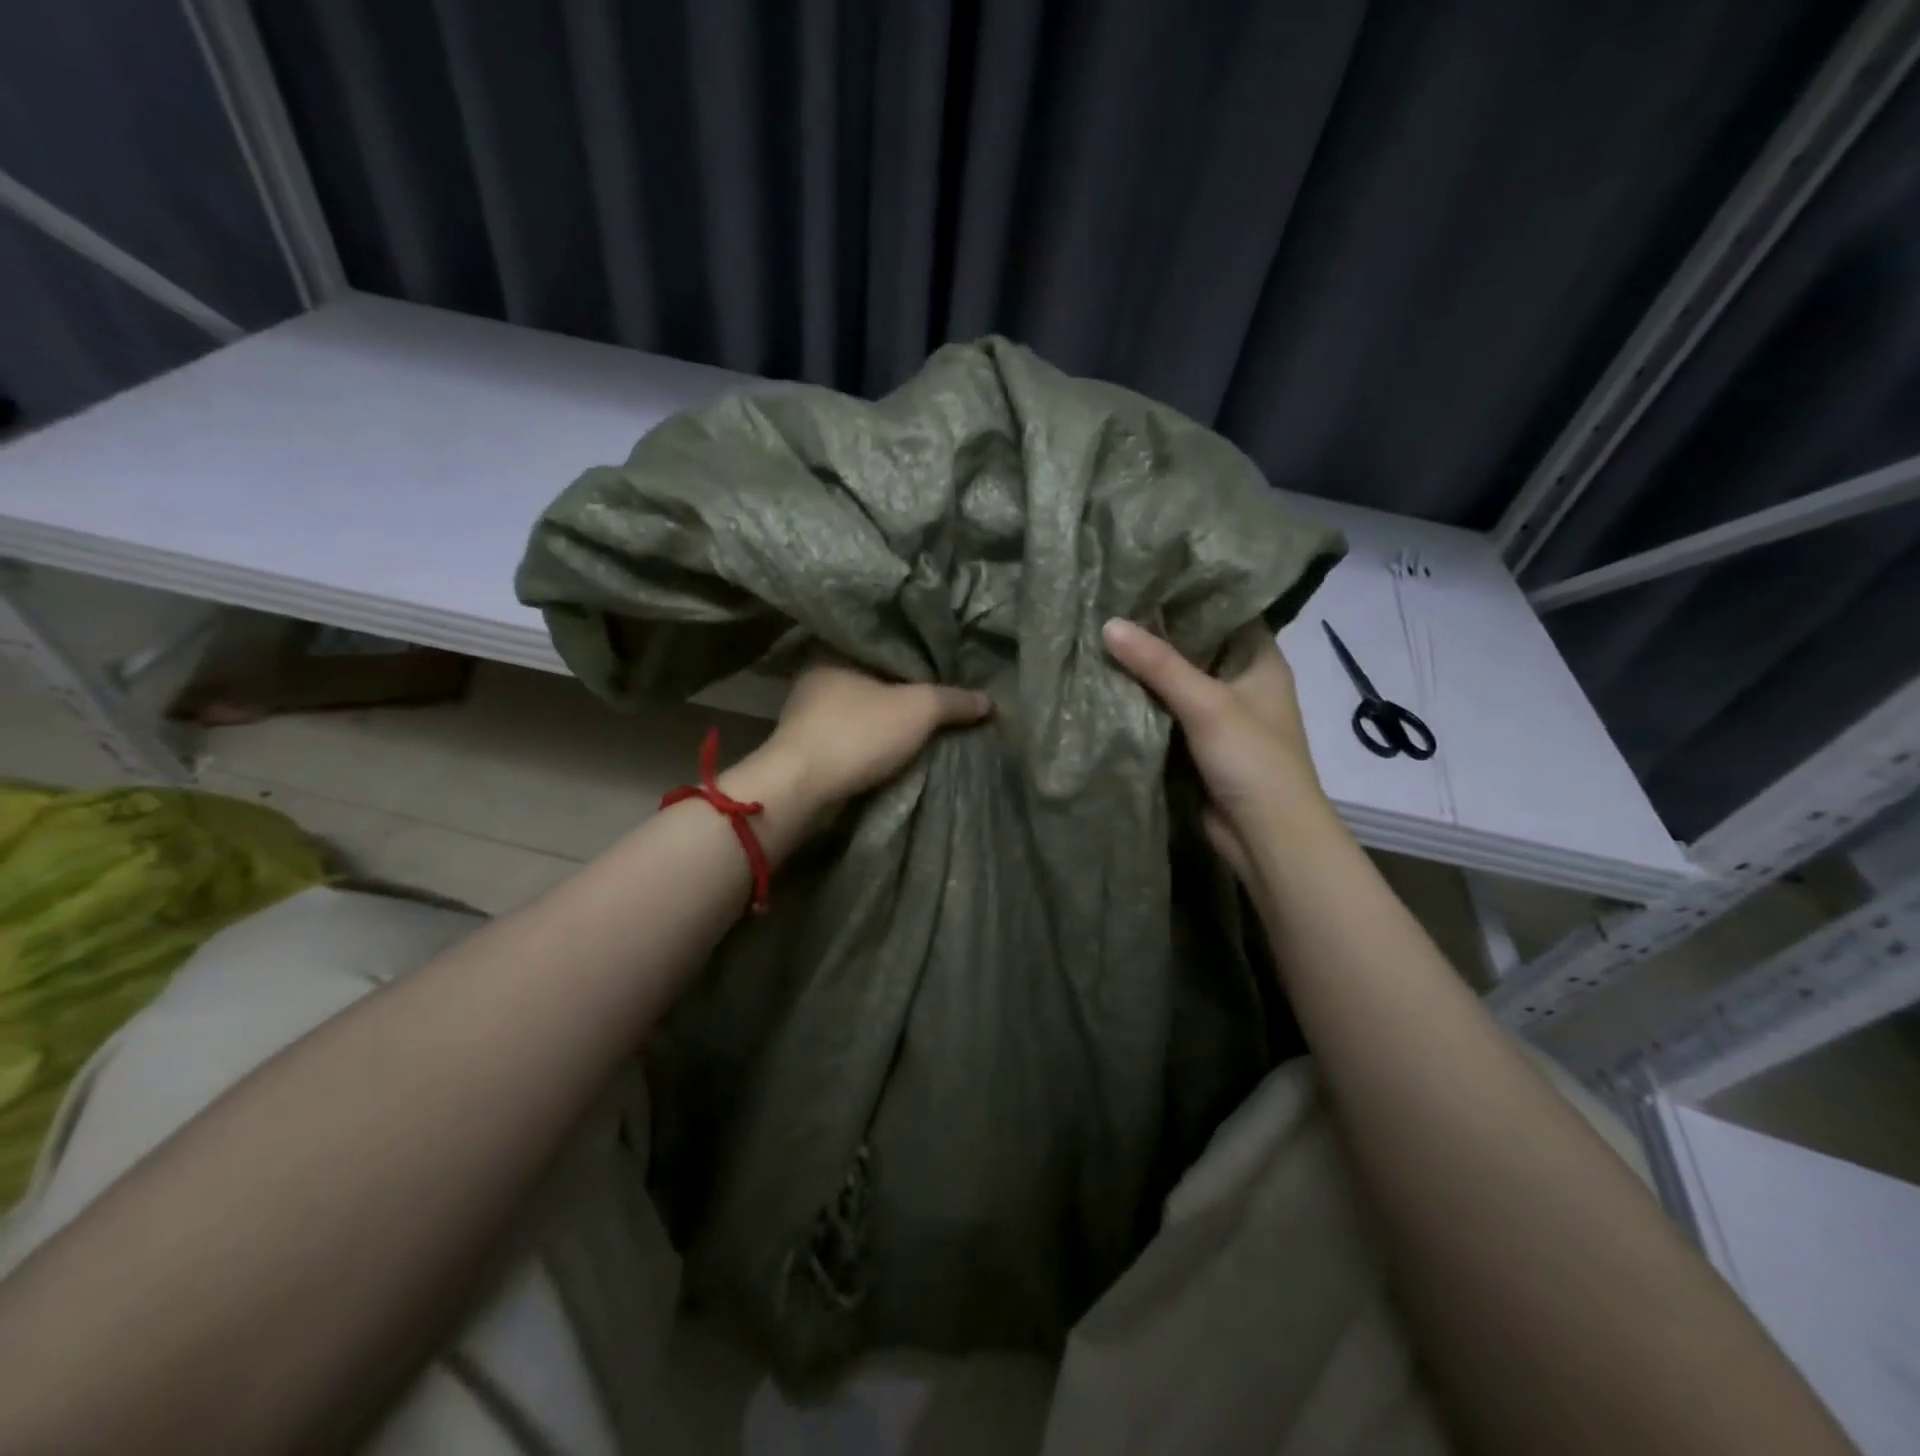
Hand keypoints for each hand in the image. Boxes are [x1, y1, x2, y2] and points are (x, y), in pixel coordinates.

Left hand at [719, 660, 991, 855]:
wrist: (803, 789)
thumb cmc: (857, 733)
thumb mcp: (918, 710)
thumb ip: (954, 700)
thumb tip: (988, 700)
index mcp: (835, 650)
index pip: (881, 637)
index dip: (914, 645)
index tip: (941, 654)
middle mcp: (817, 674)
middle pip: (873, 672)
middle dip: (903, 682)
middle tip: (941, 685)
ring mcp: (810, 711)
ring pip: (862, 703)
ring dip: (888, 712)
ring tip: (927, 714)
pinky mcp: (810, 744)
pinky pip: (854, 731)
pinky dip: (875, 735)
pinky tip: (900, 739)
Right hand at [1103, 617, 1329, 880]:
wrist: (1266, 835)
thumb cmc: (1253, 758)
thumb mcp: (1206, 703)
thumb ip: (1158, 664)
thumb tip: (1108, 624)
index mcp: (1260, 660)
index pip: (1226, 611)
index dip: (1191, 592)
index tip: (1147, 575)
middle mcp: (1242, 680)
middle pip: (1196, 645)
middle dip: (1158, 631)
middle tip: (1111, 602)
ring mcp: (1220, 714)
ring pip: (1177, 680)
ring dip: (1146, 667)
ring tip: (1101, 633)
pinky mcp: (1198, 743)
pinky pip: (1166, 711)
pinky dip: (1144, 700)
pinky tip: (1109, 682)